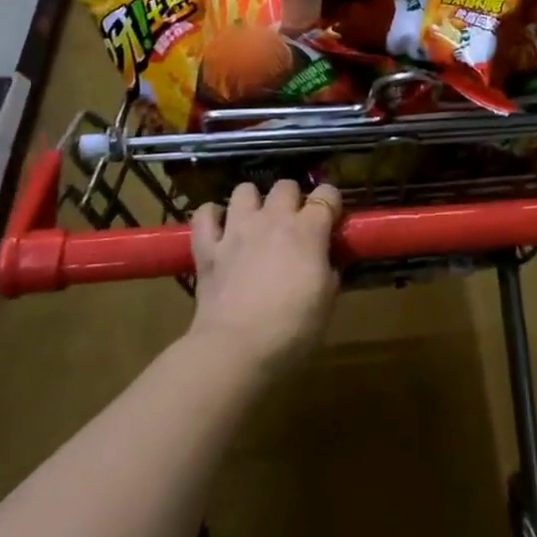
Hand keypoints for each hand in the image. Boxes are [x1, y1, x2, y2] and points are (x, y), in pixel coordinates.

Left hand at [188, 180, 342, 373]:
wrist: (236, 350)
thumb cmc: (291, 330)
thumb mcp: (327, 303)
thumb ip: (330, 273)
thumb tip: (327, 262)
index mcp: (307, 231)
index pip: (326, 195)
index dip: (331, 203)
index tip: (332, 219)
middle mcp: (272, 219)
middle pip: (285, 186)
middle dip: (292, 199)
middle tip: (293, 224)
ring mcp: (237, 229)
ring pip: (244, 190)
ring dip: (252, 202)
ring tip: (255, 222)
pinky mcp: (208, 247)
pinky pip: (204, 214)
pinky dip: (211, 216)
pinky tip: (219, 228)